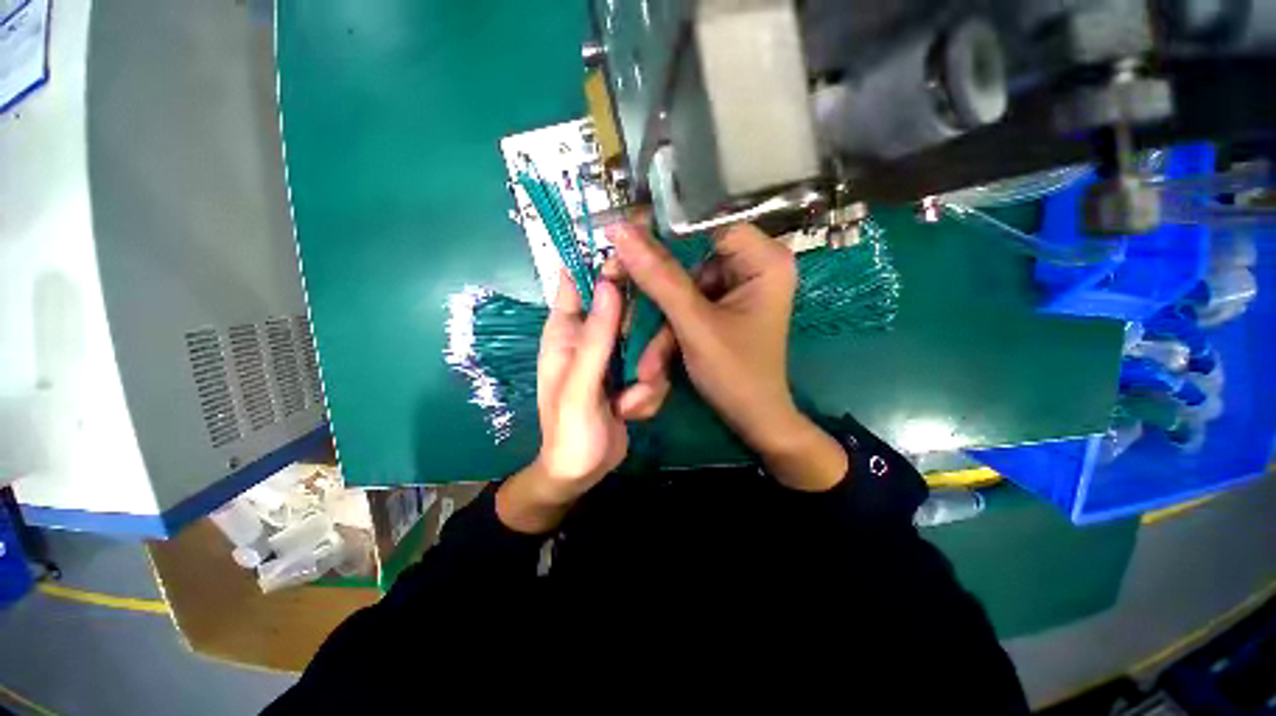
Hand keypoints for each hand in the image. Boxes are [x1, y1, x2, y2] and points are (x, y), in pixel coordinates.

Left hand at [496, 268, 672, 533]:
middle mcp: (592, 335)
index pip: (576, 279)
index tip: (634, 257)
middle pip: (627, 307)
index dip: (600, 261)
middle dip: (644, 336)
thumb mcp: (580, 386)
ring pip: (649, 339)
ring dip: (649, 373)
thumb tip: (607, 283)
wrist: (584, 471)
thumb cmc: (569, 431)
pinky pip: (656, 366)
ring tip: (630, 402)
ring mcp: (617, 354)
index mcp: (566, 330)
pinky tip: (631, 411)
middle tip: (644, 367)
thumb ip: (594, 338)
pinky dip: (649, 391)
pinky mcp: (635, 372)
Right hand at [610, 222, 847, 491]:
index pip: (706, 223)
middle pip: (690, 258)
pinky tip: (658, 363)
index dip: (663, 230)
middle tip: (615, 284)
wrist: (754, 421)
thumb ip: (659, 278)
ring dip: (661, 323)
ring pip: (682, 287)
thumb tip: (621, 232)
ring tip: (648, 363)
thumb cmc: (736, 374)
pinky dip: (671, 330)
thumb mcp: (694, 325)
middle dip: (656, 291)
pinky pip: (688, 304)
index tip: (623, 239)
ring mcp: (737, 287)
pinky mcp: (723, 306)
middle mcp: (753, 265)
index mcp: (764, 260)